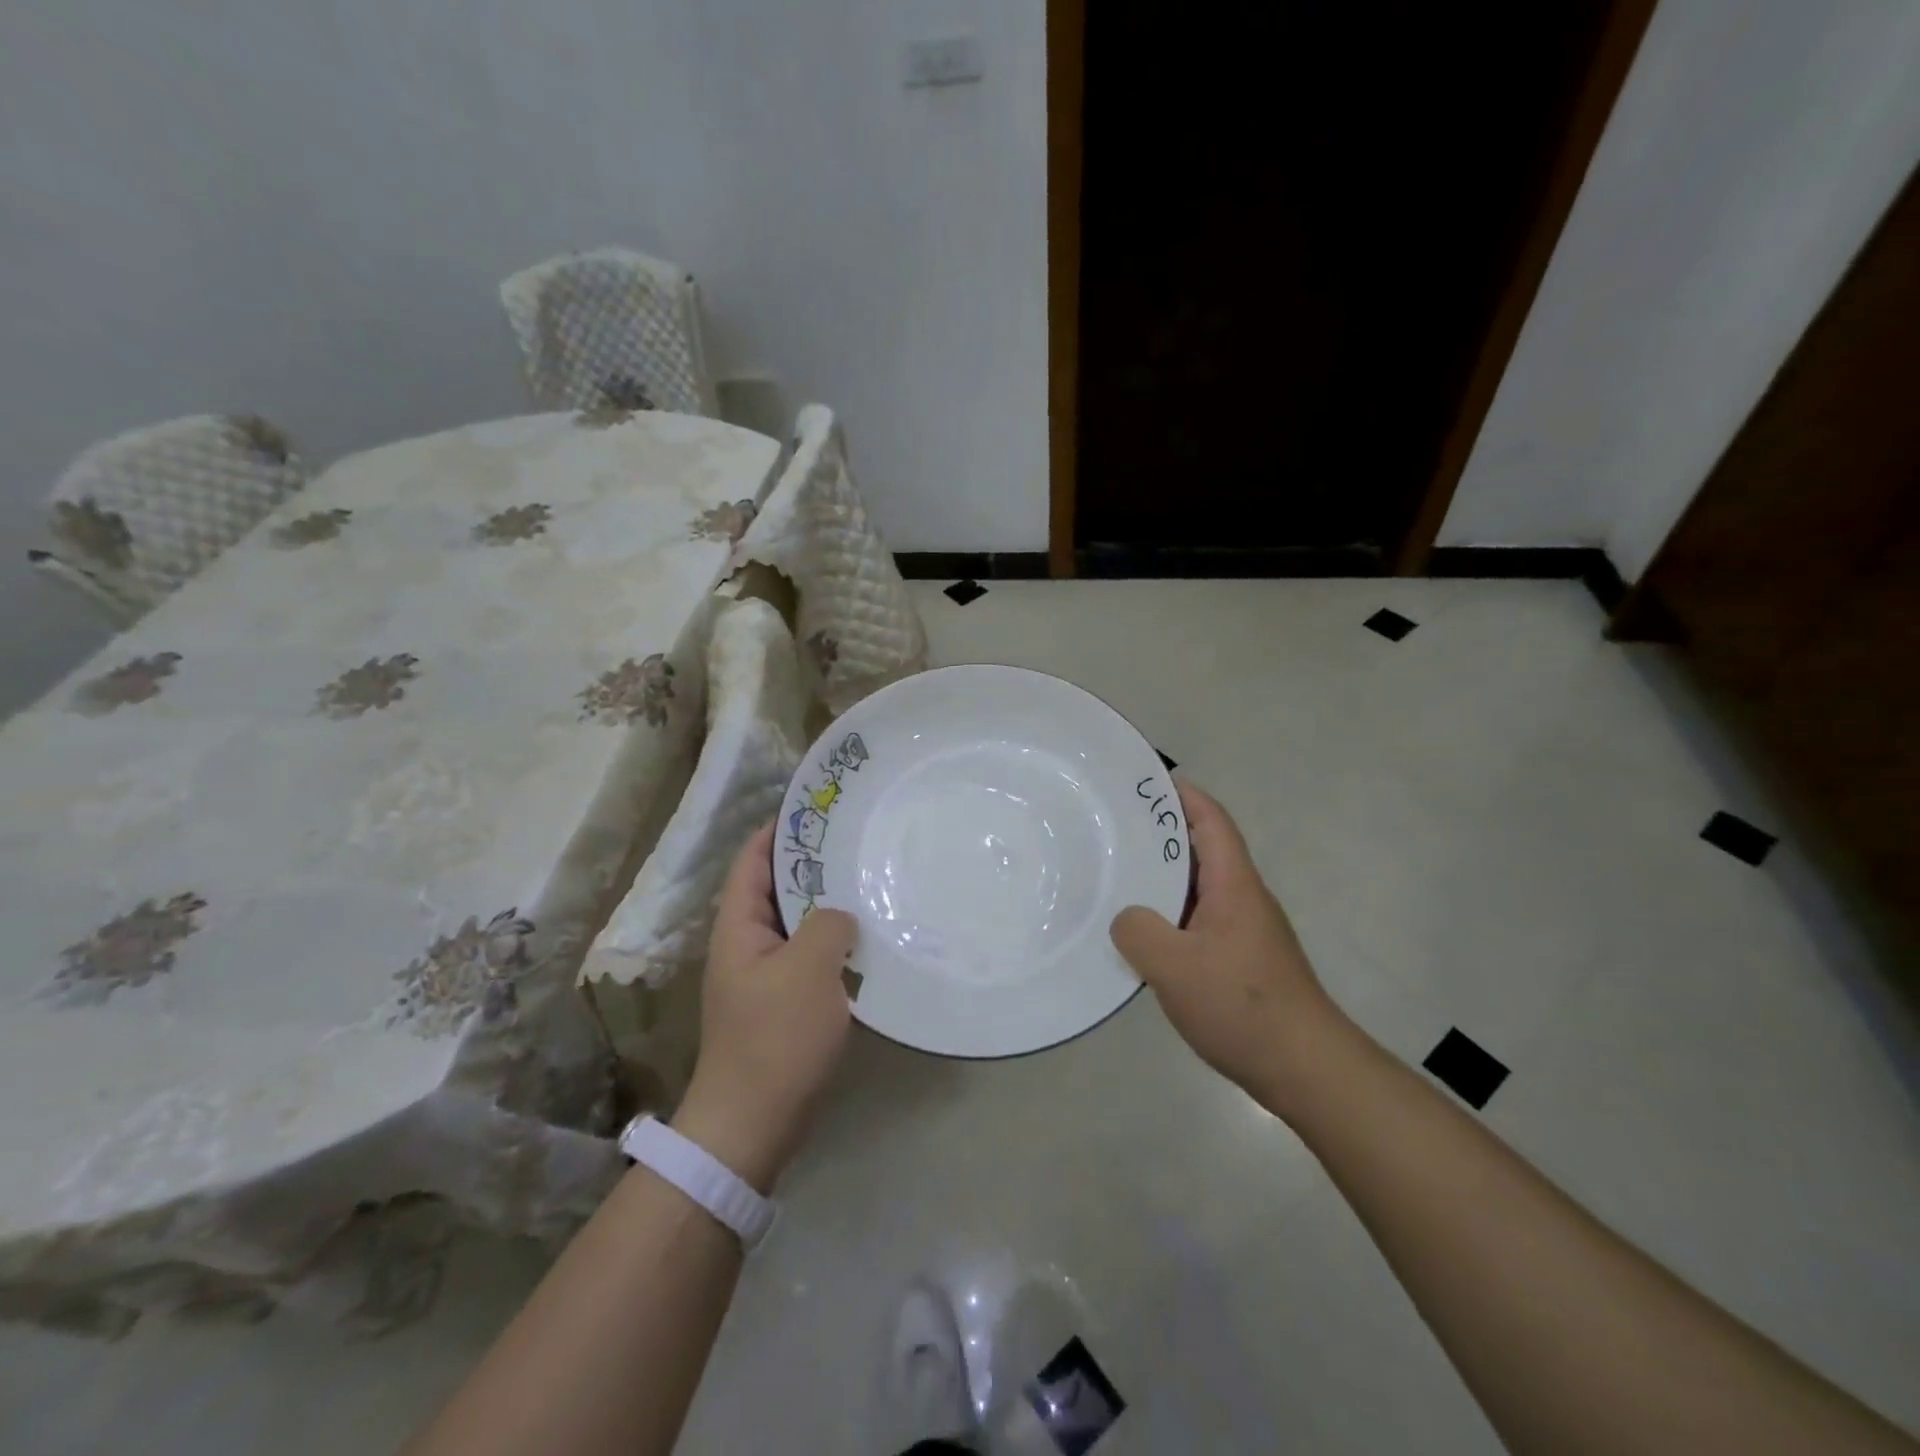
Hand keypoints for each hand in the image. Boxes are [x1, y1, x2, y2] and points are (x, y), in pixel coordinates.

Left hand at [673, 822, 858, 1192]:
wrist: (753, 1124)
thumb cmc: (775, 1038)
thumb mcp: (807, 968)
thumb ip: (827, 925)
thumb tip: (839, 915)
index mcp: (738, 927)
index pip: (752, 862)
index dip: (777, 831)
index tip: (814, 809)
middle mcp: (746, 945)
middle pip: (775, 890)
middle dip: (810, 865)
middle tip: (855, 842)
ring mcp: (763, 977)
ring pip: (796, 925)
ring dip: (826, 906)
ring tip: (867, 882)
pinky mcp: (782, 1006)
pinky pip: (809, 958)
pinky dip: (833, 943)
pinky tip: (866, 940)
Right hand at [1110, 780, 1338, 1106]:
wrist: (1306, 1069)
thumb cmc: (1242, 1005)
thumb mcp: (1174, 966)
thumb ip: (1138, 932)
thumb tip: (1127, 920)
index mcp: (1235, 885)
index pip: (1212, 822)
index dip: (1183, 796)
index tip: (1147, 781)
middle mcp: (1243, 900)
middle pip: (1204, 851)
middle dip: (1163, 835)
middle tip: (1115, 828)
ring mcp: (1244, 933)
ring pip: (1198, 891)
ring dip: (1163, 880)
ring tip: (1118, 876)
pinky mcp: (1241, 962)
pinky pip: (1198, 923)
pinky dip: (1169, 917)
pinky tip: (1142, 937)